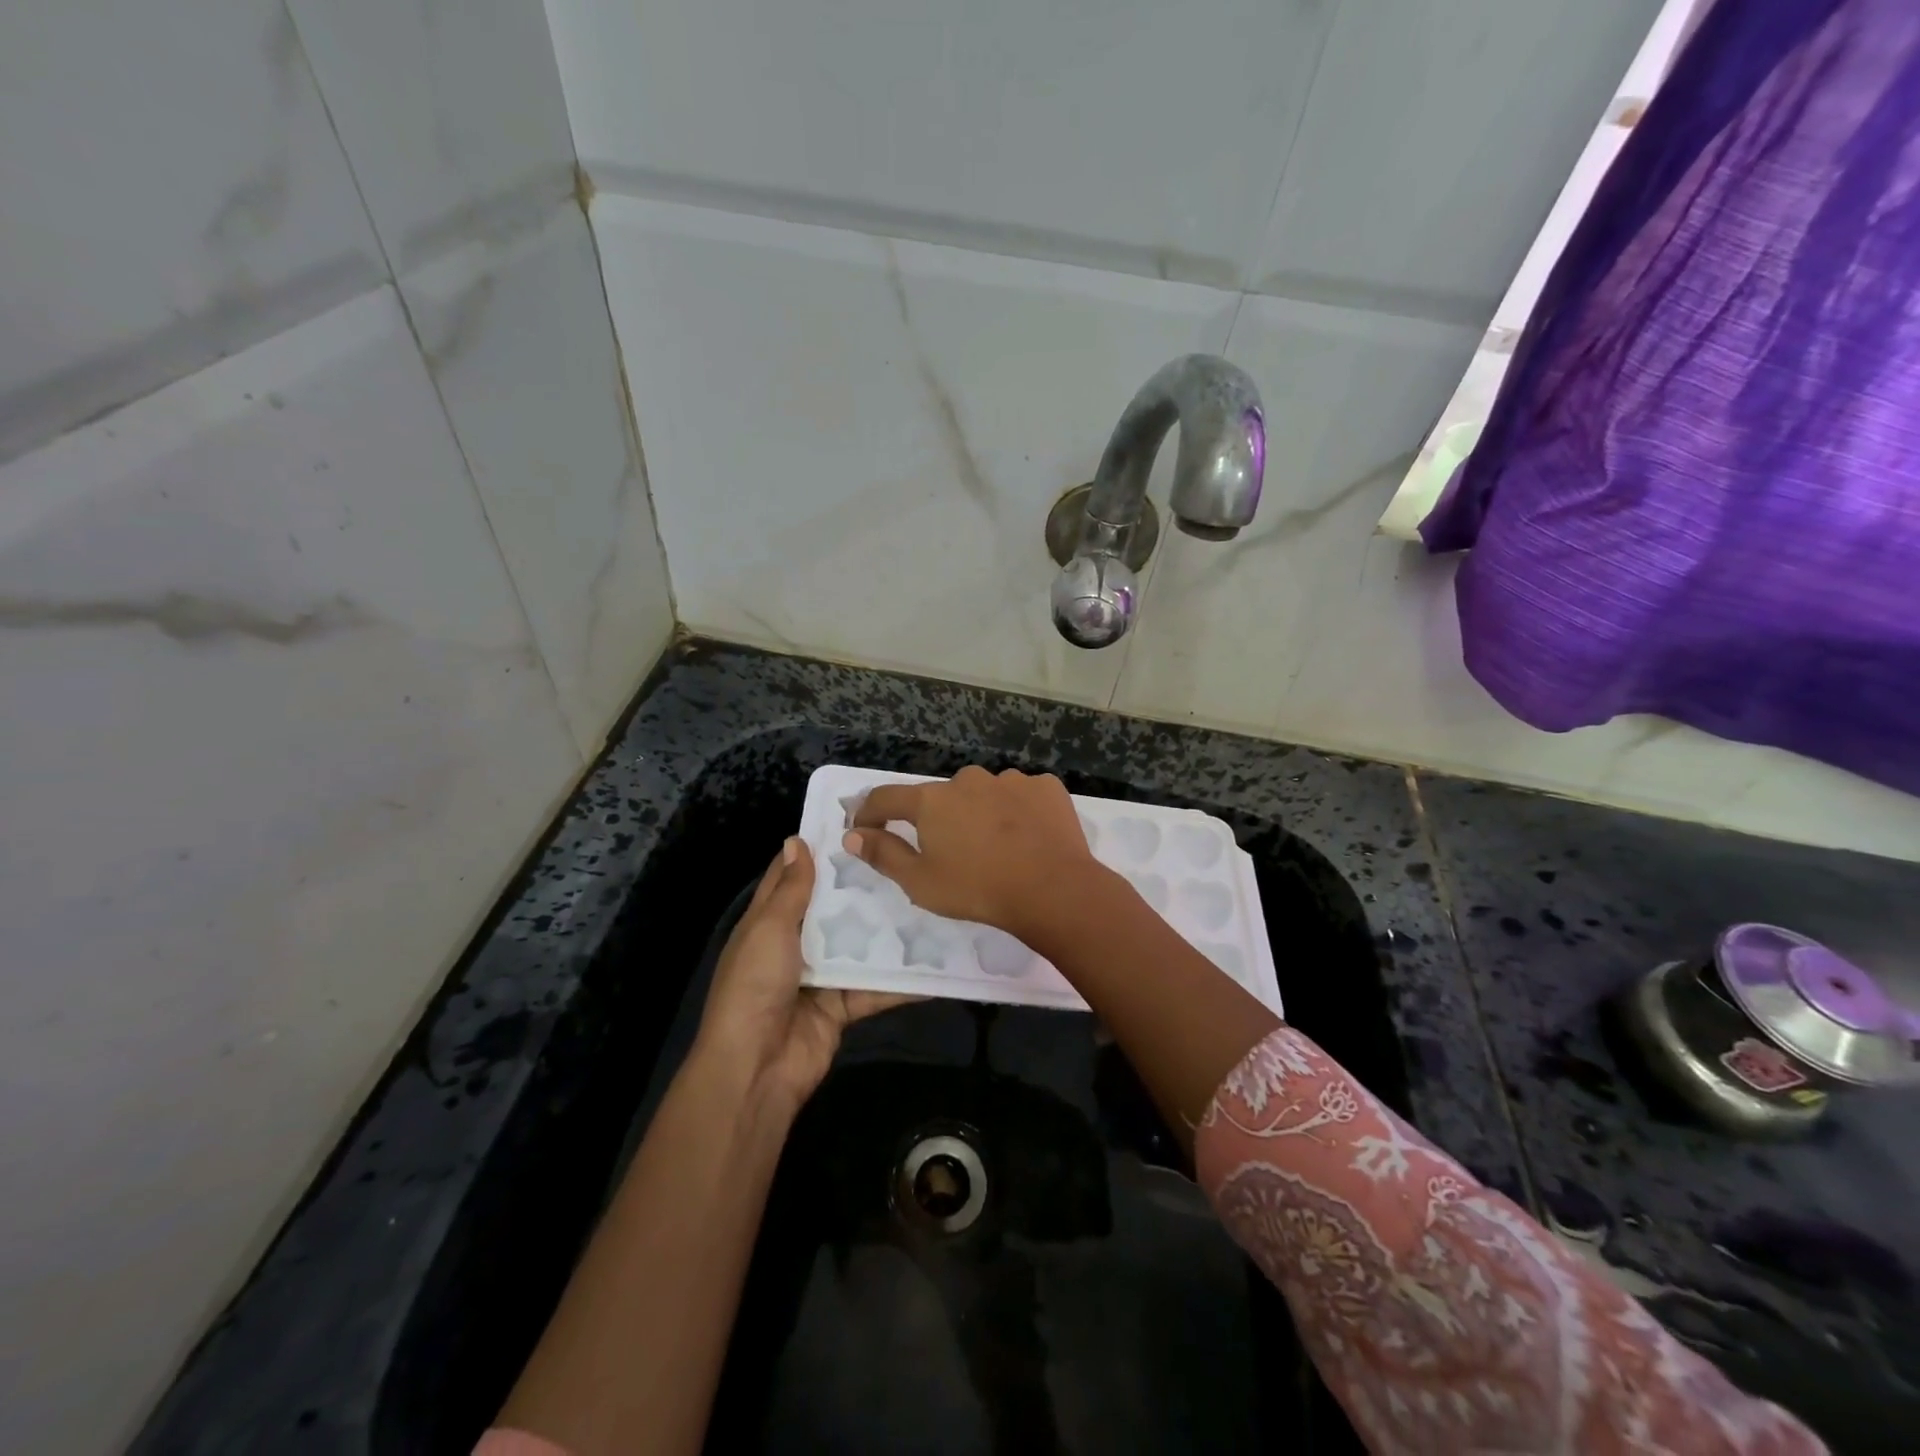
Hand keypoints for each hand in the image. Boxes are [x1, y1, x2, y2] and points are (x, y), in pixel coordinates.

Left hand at [694, 838, 915, 1111]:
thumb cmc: (755, 986)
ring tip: (930, 898)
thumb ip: (790, 889)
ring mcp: (821, 976)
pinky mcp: (844, 1006)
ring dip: (889, 928)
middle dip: (863, 885)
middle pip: (833, 908)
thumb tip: (796, 839)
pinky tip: (938, 960)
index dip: (817, 850)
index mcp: (769, 922)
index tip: (854, 822)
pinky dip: (903, 979)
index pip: (792, 877)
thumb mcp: (769, 929)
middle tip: (906, 853)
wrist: (756, 1068)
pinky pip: (877, 987)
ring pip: (860, 944)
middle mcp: (795, 944)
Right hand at [842, 766, 1102, 943]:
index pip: (887, 798)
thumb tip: (852, 835)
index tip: (864, 828)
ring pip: (984, 794)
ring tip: (996, 848)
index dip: (869, 813)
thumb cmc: (977, 889)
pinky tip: (1027, 838)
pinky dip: (1018, 813)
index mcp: (931, 800)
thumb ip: (883, 854)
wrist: (1052, 889)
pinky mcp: (1045, 786)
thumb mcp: (920, 882)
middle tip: (950, 853)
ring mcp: (1010, 779)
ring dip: (981, 814)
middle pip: (941, 797)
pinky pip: (1021, 796)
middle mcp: (967, 779)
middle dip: (938, 820)